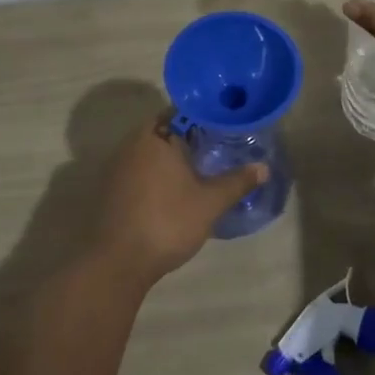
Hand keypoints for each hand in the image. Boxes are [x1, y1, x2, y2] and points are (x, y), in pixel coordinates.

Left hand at [84, 115, 266, 290]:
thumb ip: (237, 182)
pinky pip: (138, 169)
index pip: (182, 112)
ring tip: (198, 169)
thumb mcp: (210, 203)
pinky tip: (173, 190)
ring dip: (170, 157)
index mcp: (156, 136)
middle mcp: (132, 143)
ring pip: (150, 151)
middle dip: (188, 138)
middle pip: (164, 130)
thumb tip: (264, 167)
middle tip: (216, 148)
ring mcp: (117, 166)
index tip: (223, 126)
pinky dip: (155, 174)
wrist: (117, 262)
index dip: (203, 117)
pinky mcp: (110, 188)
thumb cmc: (167, 222)